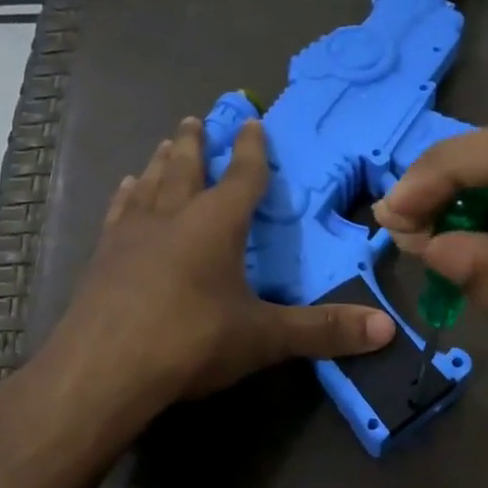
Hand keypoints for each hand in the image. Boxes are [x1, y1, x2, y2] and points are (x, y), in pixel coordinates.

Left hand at [45, 117, 394, 414]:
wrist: (102, 369)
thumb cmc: (189, 342)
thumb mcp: (262, 338)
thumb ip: (322, 331)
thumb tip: (386, 330)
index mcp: (216, 224)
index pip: (242, 176)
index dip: (251, 150)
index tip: (251, 122)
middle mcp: (172, 215)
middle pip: (187, 167)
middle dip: (196, 143)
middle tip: (196, 118)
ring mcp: (131, 233)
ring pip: (150, 182)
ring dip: (162, 161)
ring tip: (166, 144)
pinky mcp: (101, 256)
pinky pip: (119, 211)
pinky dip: (127, 194)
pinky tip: (126, 188)